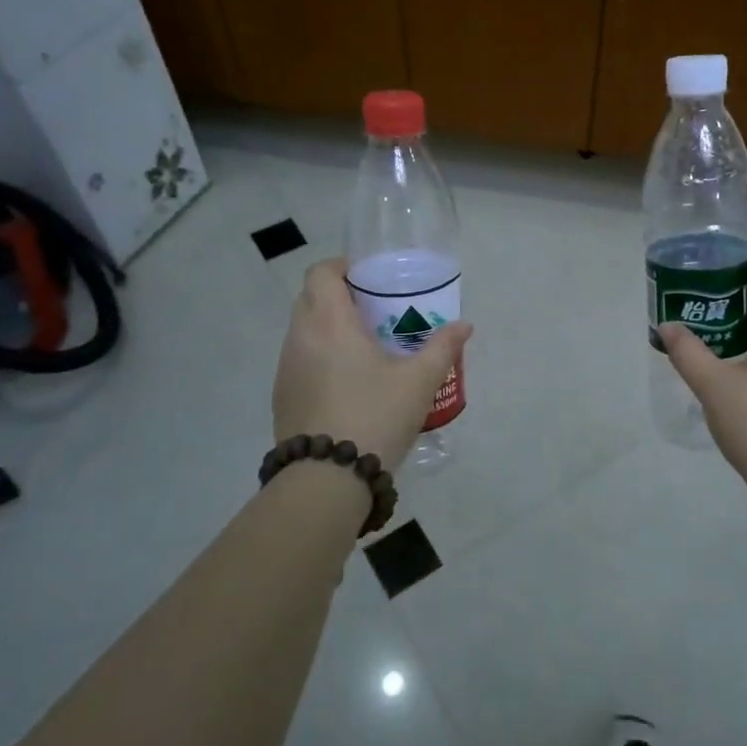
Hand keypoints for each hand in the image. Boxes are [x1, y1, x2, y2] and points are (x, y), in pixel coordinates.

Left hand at [273, 258, 472, 471]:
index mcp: (329, 322)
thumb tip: (464, 325)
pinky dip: (320, 356)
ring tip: (365, 347)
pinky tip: (348, 382)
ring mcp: (286, 368)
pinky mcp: (282, 396)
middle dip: (339, 295)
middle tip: (375, 310)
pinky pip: (300, 359)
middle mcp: (300, 337)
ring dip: (328, 327)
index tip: (369, 278)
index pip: (321, 272)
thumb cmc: (375, 416)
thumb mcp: (419, 381)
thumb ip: (442, 347)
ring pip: (303, 330)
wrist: (327, 479)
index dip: (342, 266)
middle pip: (310, 298)